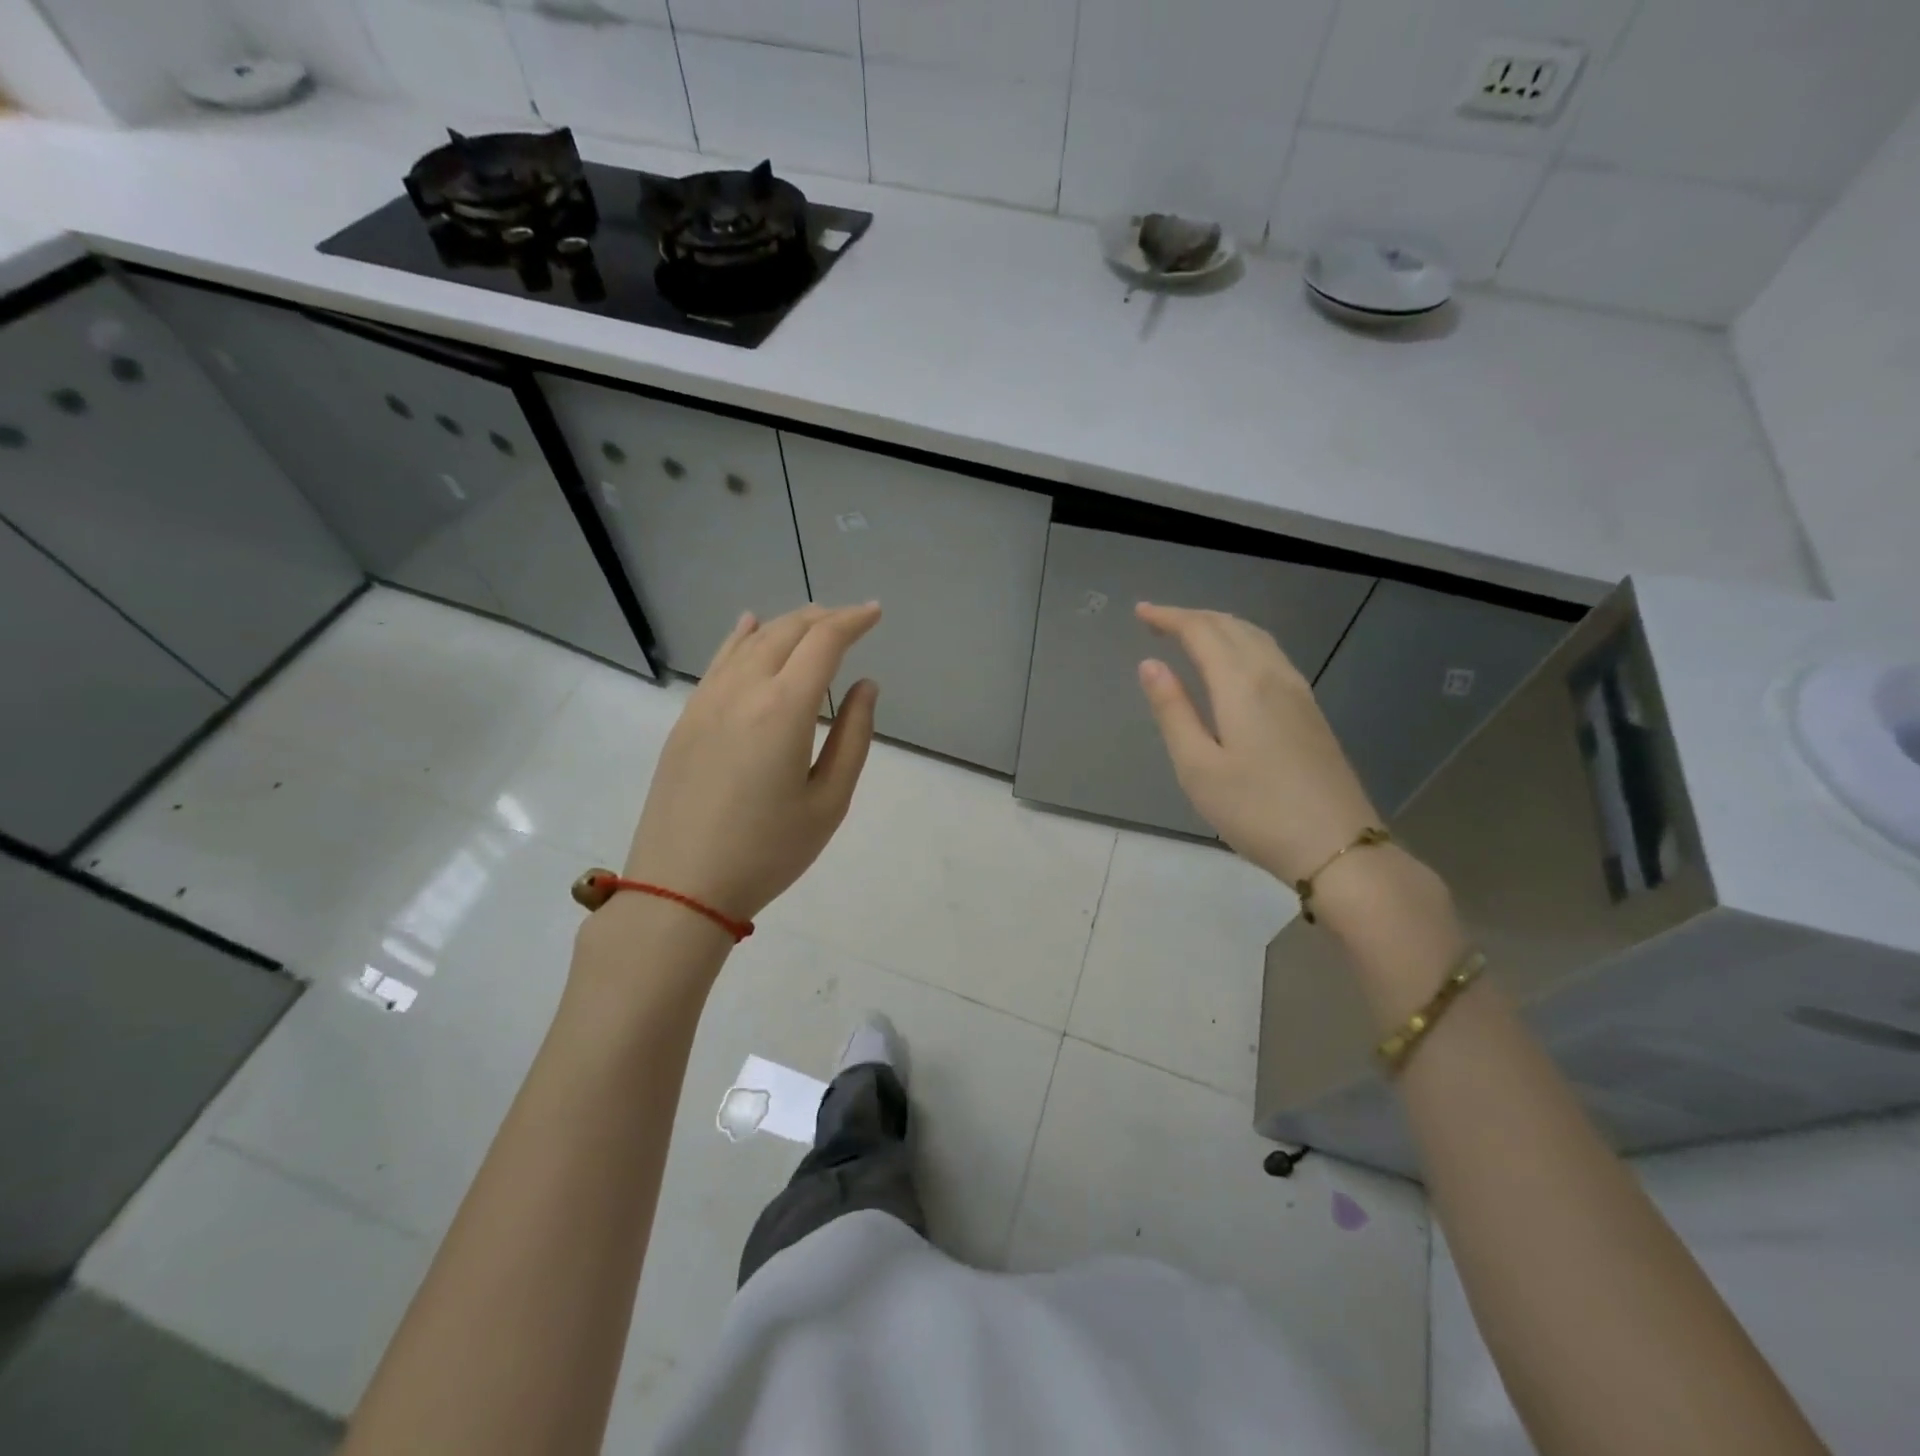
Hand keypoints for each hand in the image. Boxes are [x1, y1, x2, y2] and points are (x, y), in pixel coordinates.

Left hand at [622, 603, 880, 922]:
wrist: (680, 887)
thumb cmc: (767, 852)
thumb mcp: (828, 802)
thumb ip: (853, 737)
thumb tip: (866, 686)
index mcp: (783, 709)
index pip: (823, 643)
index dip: (852, 621)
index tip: (875, 613)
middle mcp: (742, 691)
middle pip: (786, 633)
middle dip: (823, 618)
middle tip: (851, 619)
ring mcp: (707, 702)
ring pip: (750, 642)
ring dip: (786, 624)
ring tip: (812, 620)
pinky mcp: (686, 719)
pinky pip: (718, 661)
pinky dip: (741, 638)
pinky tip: (749, 626)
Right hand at [1134, 602, 1378, 884]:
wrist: (1337, 847)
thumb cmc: (1256, 811)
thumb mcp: (1198, 767)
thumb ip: (1173, 711)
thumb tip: (1150, 665)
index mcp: (1242, 685)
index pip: (1201, 632)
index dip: (1169, 617)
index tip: (1140, 612)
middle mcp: (1273, 676)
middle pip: (1232, 627)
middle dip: (1193, 617)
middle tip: (1158, 620)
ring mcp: (1299, 692)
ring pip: (1256, 638)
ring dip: (1220, 626)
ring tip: (1191, 632)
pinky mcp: (1311, 711)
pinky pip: (1272, 655)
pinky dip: (1243, 643)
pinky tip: (1235, 662)